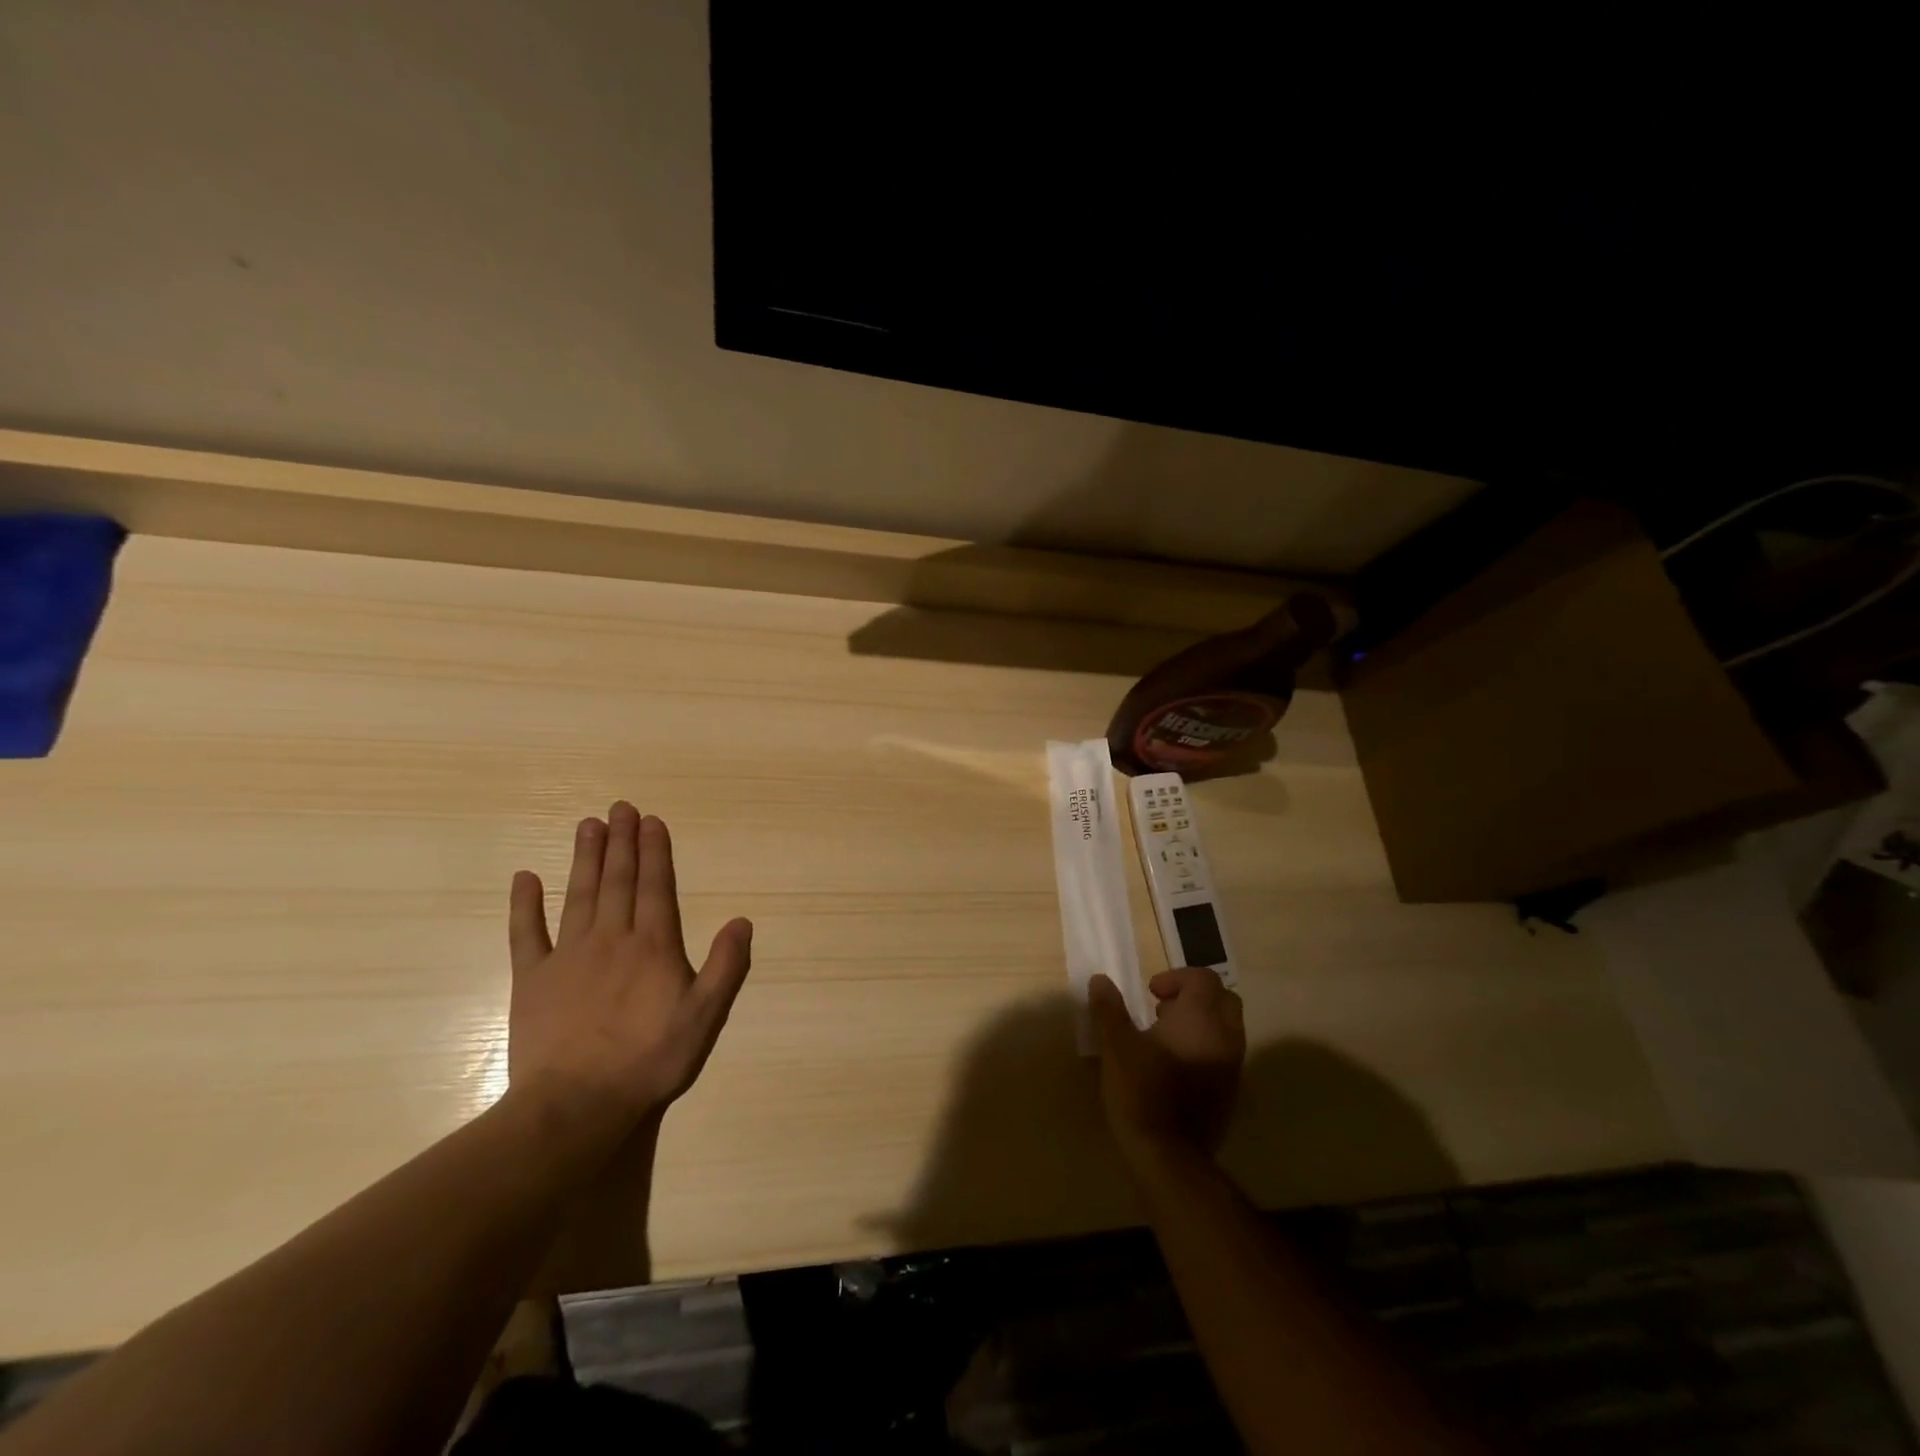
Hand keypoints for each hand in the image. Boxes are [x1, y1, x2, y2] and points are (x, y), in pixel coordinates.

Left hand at [506, 802, 752, 1133]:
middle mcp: (612, 938)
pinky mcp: (532, 979)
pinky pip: (526, 934)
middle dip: (622, 842)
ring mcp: (567, 956)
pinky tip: (524, 878)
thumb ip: (726, 967)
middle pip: (618, 881)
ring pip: (579, 895)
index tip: (652, 821)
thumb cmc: (649, 1060)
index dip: (655, 852)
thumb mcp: (705, 1017)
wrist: (575, 1105)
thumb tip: (742, 920)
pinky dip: (524, 905)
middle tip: (621, 808)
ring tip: (588, 825)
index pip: (656, 887)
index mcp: (653, 946)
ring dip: (585, 858)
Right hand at [1089, 967, 1244, 1173]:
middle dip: (1195, 995)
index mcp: (1200, 1019)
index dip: (1177, 977)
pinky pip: (1225, 1053)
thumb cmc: (1141, 1091)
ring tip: (1165, 1037)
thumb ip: (1110, 1009)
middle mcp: (1225, 1037)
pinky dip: (1206, 1046)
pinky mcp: (1231, 1092)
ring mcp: (1232, 1066)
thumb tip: (1100, 979)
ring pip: (1227, 1027)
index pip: (1204, 978)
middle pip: (1223, 998)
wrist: (1169, 1156)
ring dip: (1201, 1021)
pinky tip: (1176, 1066)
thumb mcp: (1116, 1046)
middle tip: (1162, 1008)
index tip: (1151, 992)